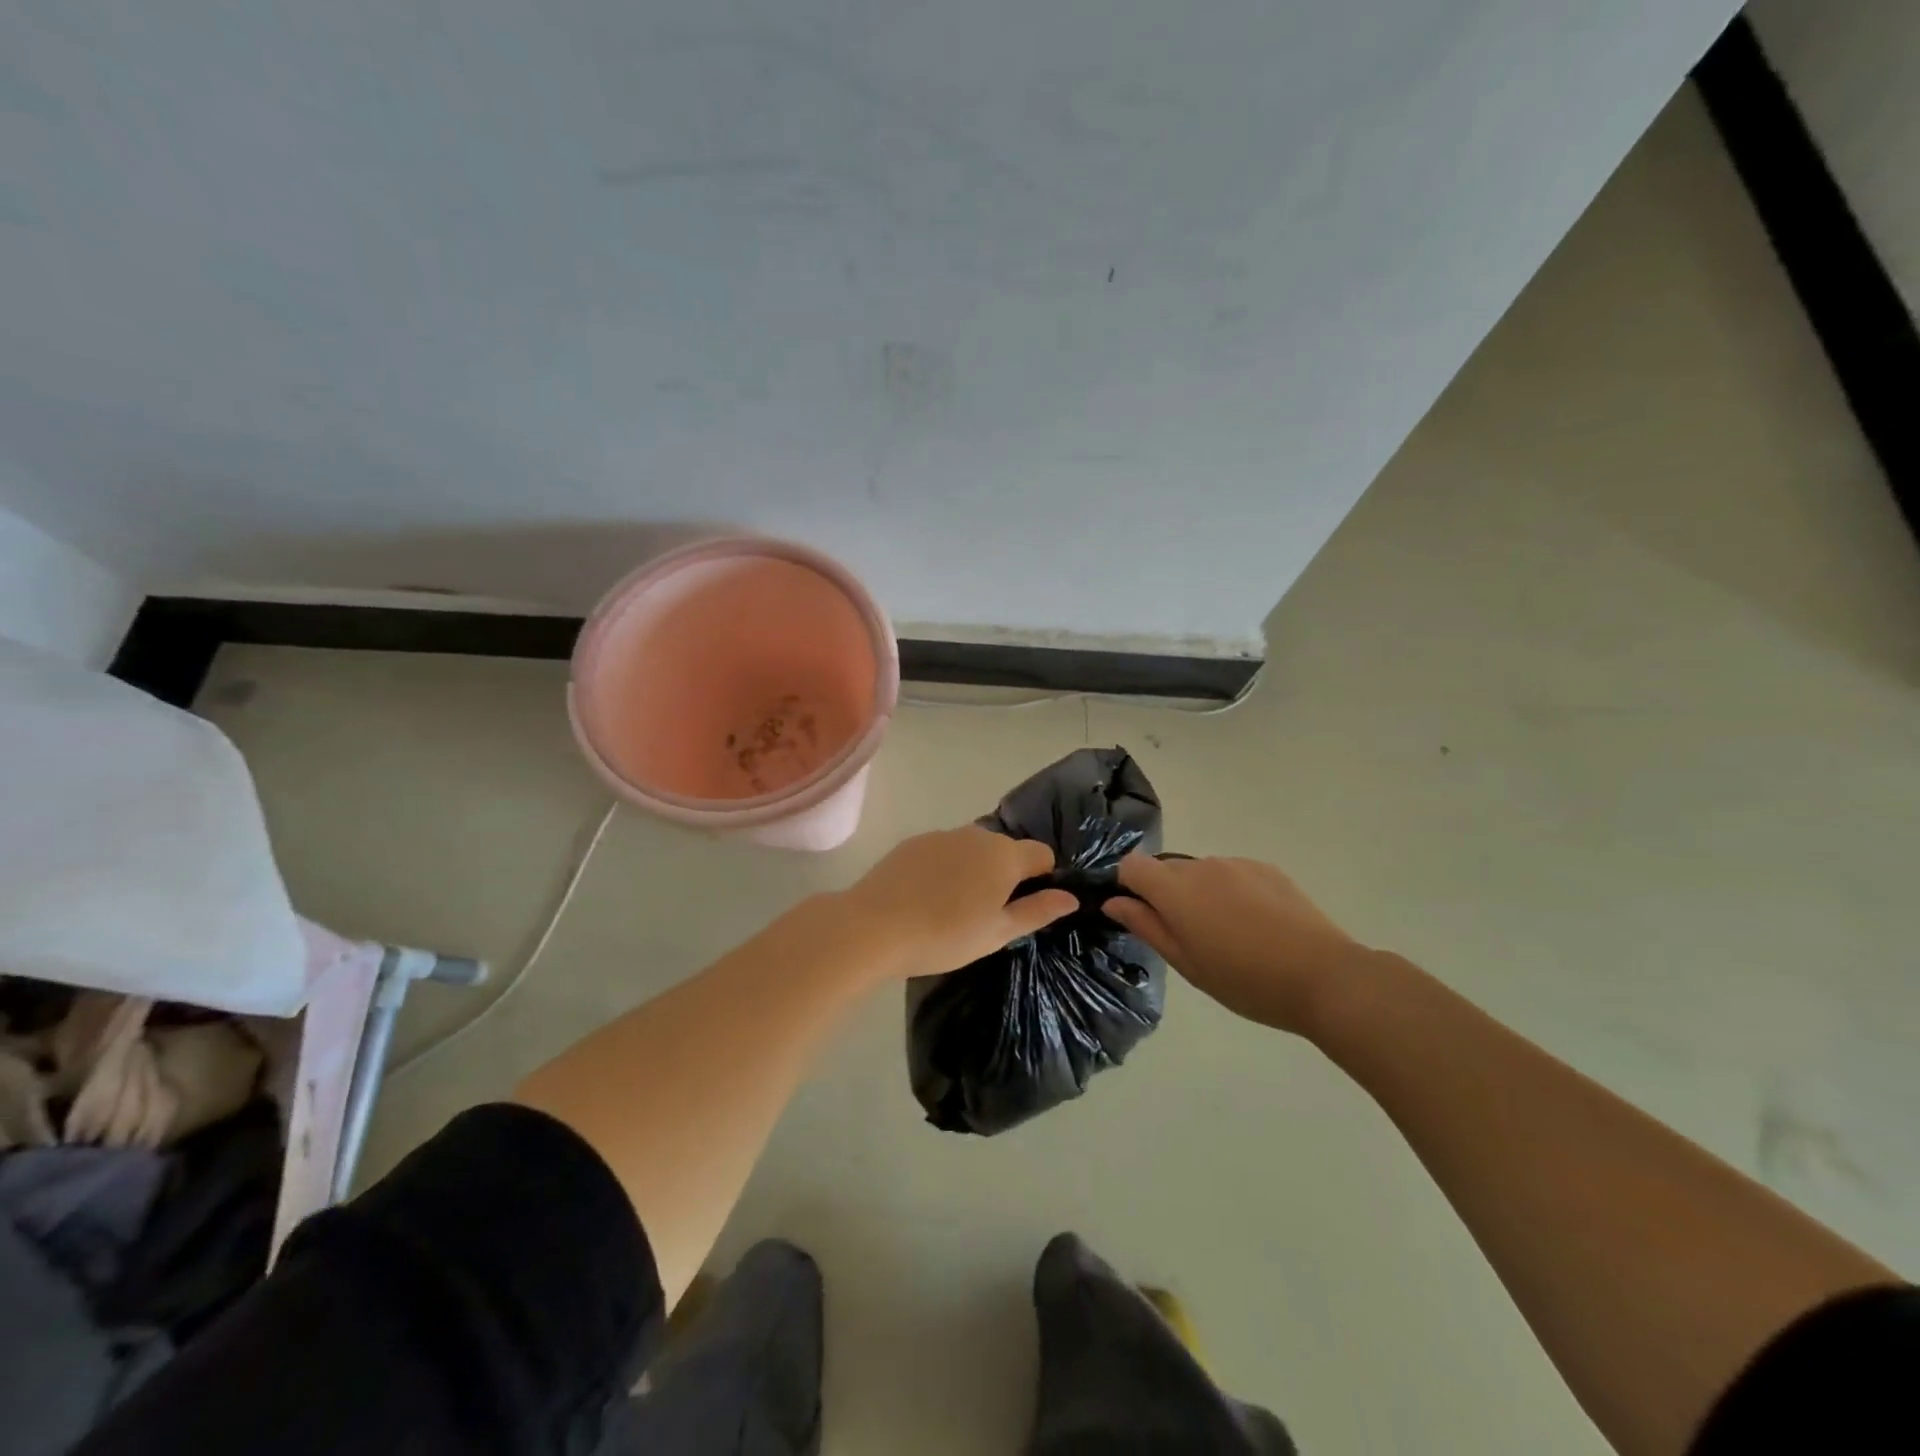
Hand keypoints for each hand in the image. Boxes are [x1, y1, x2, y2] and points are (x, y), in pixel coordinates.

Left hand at [842, 827, 1077, 981]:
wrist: (875, 926)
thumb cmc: (945, 935)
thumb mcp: (998, 933)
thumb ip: (1037, 911)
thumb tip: (1070, 898)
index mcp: (1004, 855)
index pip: (1042, 854)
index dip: (1043, 877)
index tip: (1027, 906)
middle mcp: (977, 834)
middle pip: (1006, 849)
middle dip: (1006, 874)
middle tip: (989, 913)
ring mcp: (942, 835)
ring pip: (973, 848)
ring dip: (975, 869)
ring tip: (955, 907)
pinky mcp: (913, 842)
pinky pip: (944, 850)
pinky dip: (946, 867)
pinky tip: (928, 896)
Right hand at [1103, 854, 1370, 1033]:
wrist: (1324, 976)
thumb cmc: (1247, 981)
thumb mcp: (1188, 964)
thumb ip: (1147, 927)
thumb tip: (1114, 902)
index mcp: (1176, 890)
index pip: (1131, 866)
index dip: (1128, 886)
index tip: (1141, 915)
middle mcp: (1201, 866)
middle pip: (1165, 868)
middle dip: (1165, 893)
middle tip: (1188, 935)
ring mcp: (1236, 864)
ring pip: (1199, 871)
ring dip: (1199, 893)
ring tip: (1227, 933)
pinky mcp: (1266, 868)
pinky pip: (1231, 873)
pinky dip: (1229, 891)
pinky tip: (1255, 924)